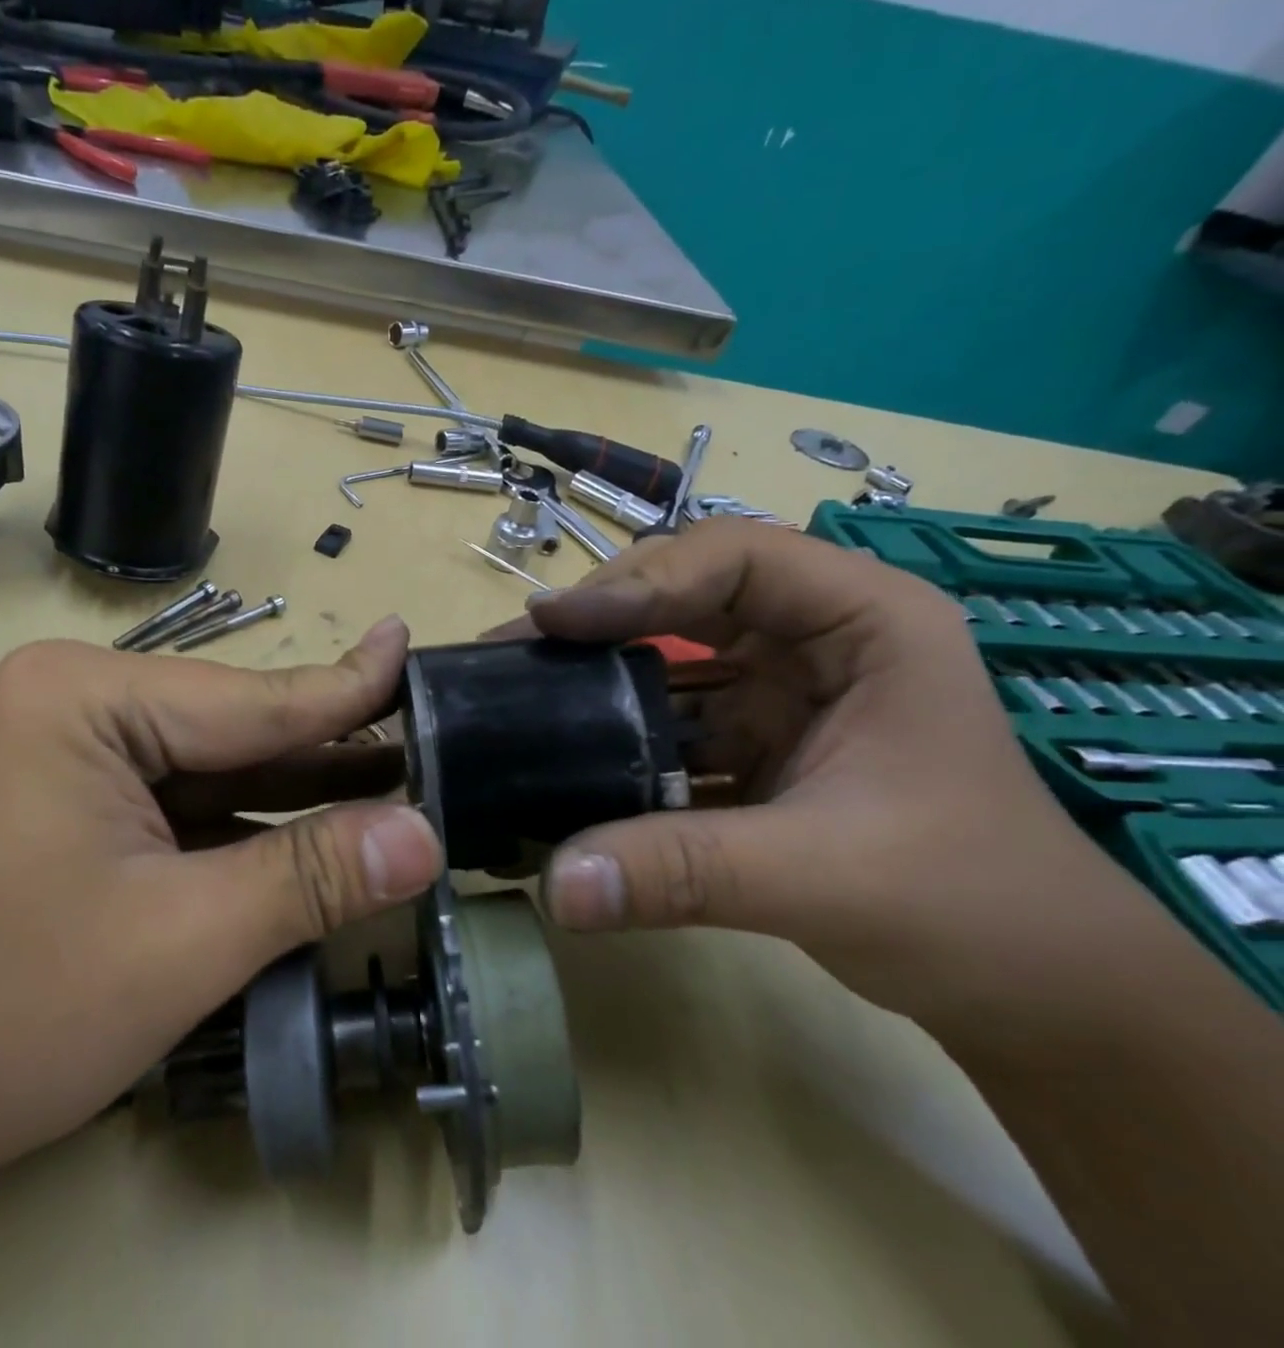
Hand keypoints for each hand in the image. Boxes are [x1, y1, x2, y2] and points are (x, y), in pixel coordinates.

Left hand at [0, 616, 442, 1168]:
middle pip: (234, 730)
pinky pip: (183, 808)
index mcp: (87, 696)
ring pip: (214, 772)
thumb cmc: (5, 1013)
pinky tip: (318, 836)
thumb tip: (427, 836)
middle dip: (329, 750)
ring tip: (399, 782)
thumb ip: (311, 876)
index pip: (252, 699)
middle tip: (431, 736)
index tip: (410, 644)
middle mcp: (78, 704)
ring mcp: (72, 757)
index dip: (347, 689)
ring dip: (296, 793)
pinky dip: (248, 829)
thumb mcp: (183, 939)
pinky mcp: (75, 810)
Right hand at [505, 519, 1190, 1035]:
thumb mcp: (823, 877)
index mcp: (866, 623)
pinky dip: (619, 734)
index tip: (554, 621)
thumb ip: (681, 873)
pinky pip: (671, 719)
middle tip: (520, 645)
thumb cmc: (973, 908)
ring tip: (520, 687)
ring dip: (600, 673)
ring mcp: (783, 692)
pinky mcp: (755, 742)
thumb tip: (555, 886)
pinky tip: (565, 753)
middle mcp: (818, 640)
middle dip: (602, 615)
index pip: (736, 560)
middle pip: (689, 592)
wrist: (1038, 996)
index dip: (640, 581)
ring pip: (672, 655)